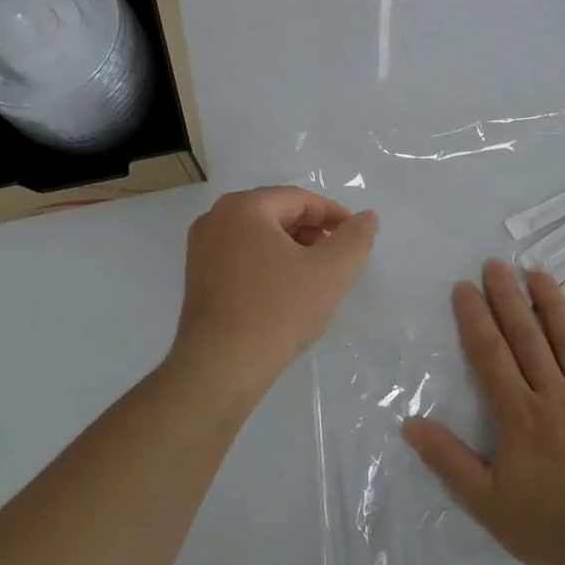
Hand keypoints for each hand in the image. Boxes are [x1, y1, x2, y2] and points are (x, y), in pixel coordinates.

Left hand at [170, 187, 378, 396]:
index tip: (357, 238)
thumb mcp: (331, 272)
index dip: (334, 215)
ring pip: (258, 237)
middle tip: (338, 259)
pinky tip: (285, 292)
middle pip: (277, 214)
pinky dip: (268, 265)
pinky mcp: (197, 277)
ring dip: (291, 249)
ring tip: (315, 278)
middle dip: (312, 232)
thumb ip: (355, 238)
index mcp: (244, 207)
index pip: (300, 199)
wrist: (221, 365)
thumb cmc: (278, 310)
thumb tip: (367, 217)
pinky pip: (241, 257)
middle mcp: (215, 218)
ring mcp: (201, 249)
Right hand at [403, 261, 564, 564]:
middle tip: (495, 264)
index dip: (475, 319)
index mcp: (518, 415)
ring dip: (552, 303)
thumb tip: (410, 423)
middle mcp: (555, 394)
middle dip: (508, 298)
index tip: (464, 287)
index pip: (491, 356)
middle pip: (527, 337)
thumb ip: (449, 461)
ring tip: (536, 272)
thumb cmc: (553, 528)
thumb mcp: (488, 503)